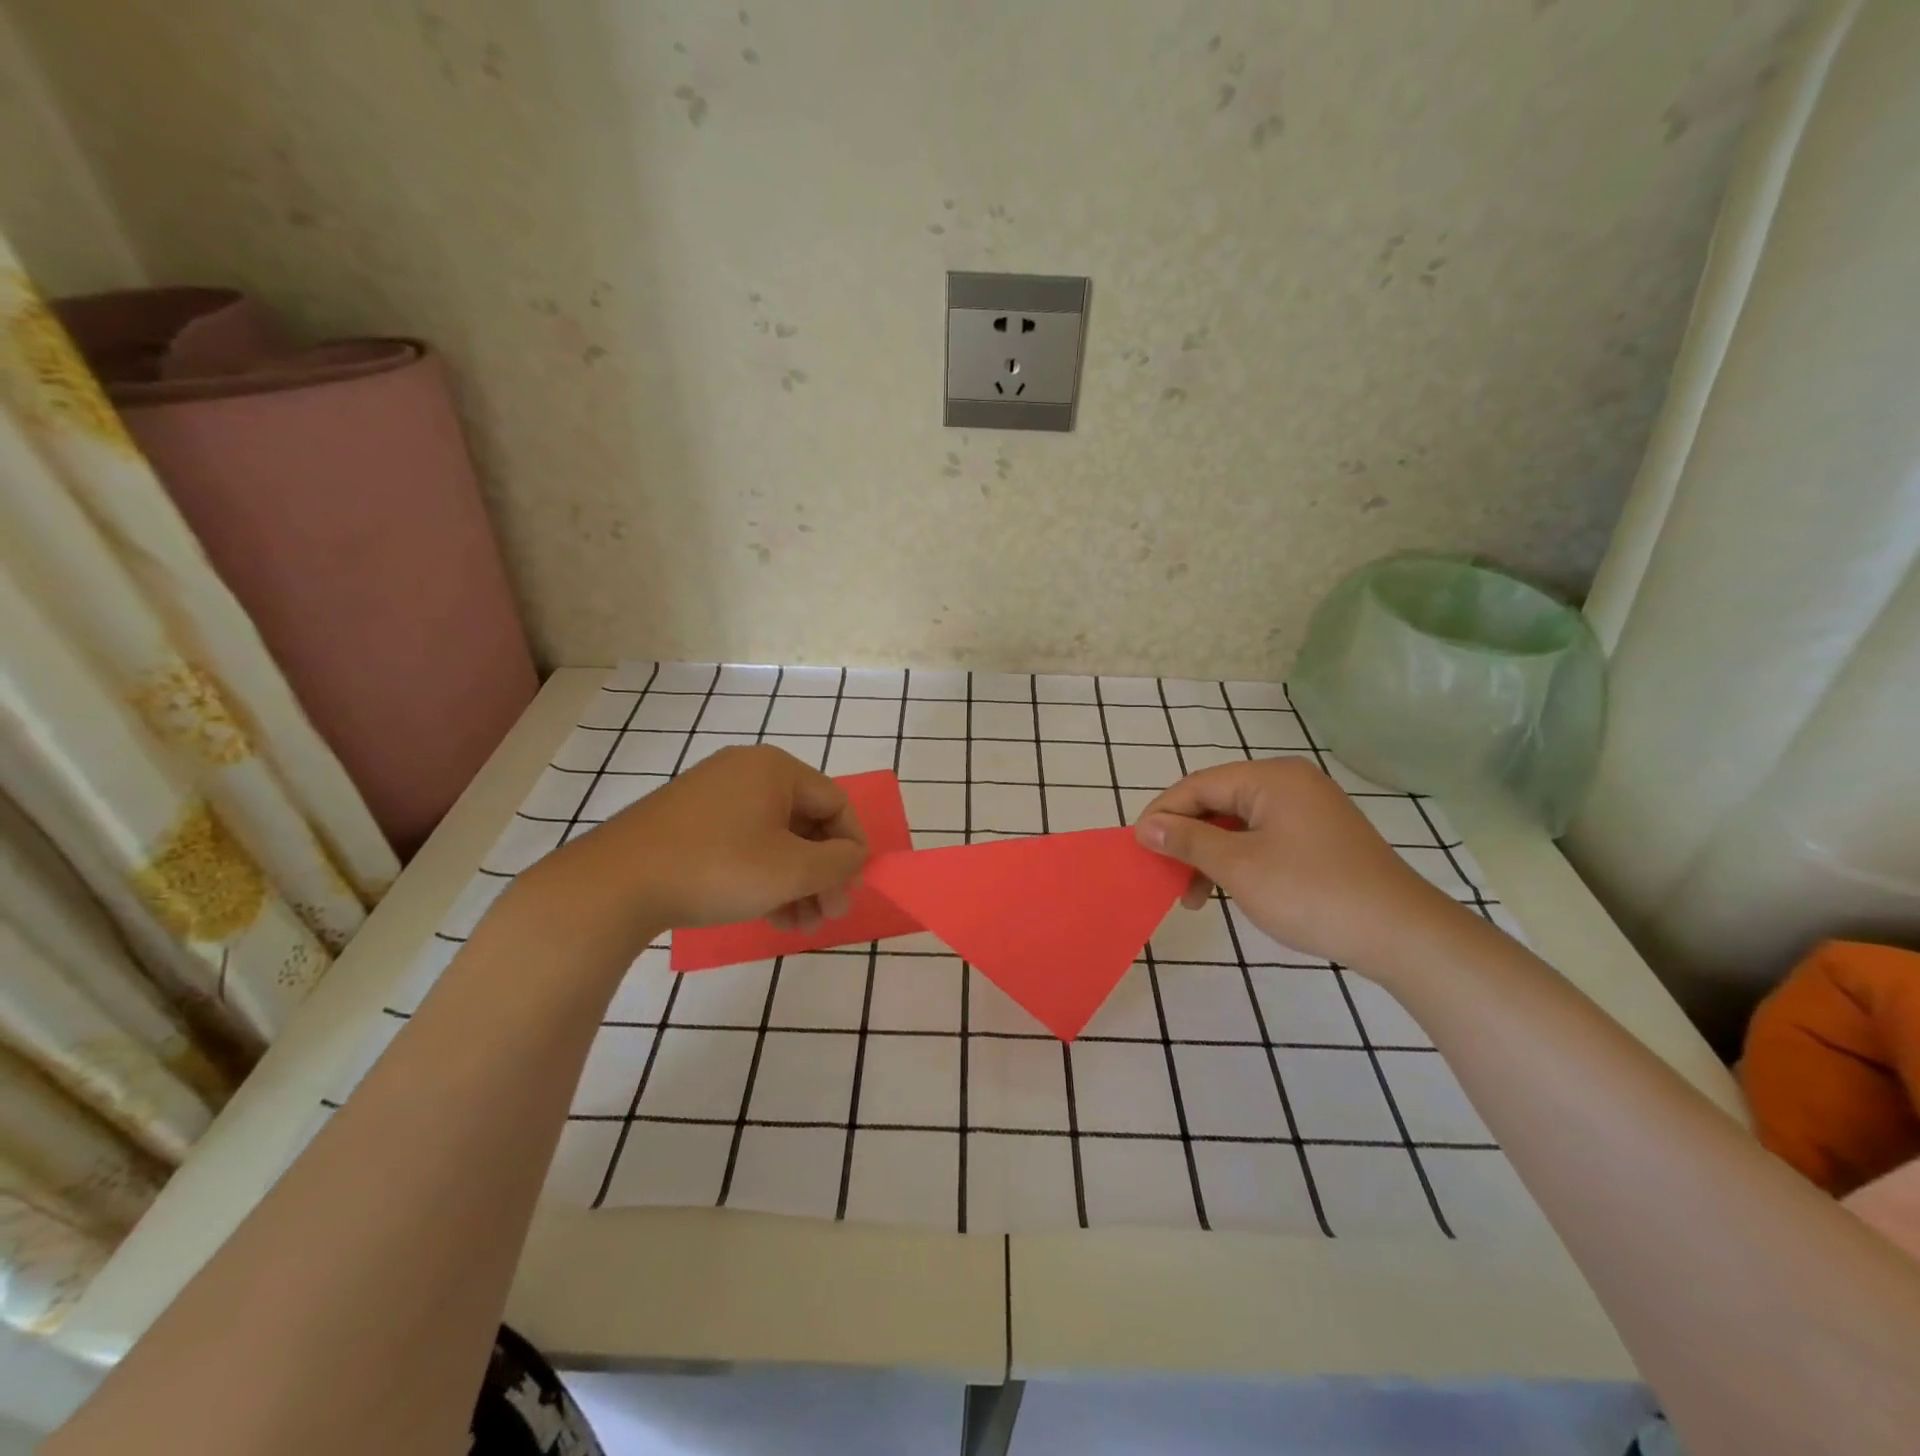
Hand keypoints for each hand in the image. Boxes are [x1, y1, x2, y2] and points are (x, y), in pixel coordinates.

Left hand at [528, 745, 867, 947]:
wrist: (614, 885)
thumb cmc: (718, 868)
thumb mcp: (792, 871)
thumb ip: (838, 863)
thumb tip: (855, 856)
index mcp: (774, 769)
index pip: (835, 803)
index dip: (852, 847)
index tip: (852, 889)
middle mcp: (745, 772)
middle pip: (804, 823)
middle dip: (821, 873)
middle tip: (828, 915)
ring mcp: (711, 796)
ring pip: (773, 839)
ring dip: (795, 882)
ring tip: (800, 926)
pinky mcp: (686, 823)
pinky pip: (742, 844)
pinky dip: (762, 877)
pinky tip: (769, 916)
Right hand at [1133, 757, 1459, 967]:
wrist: (1401, 934)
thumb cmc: (1310, 893)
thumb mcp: (1238, 866)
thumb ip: (1188, 840)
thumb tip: (1146, 826)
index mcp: (1270, 778)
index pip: (1198, 786)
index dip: (1163, 814)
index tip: (1137, 847)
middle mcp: (1290, 784)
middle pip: (1217, 802)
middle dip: (1186, 839)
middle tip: (1164, 875)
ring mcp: (1309, 810)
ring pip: (1239, 824)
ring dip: (1210, 856)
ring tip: (1194, 898)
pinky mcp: (1320, 837)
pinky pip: (1263, 838)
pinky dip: (1239, 861)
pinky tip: (1229, 890)